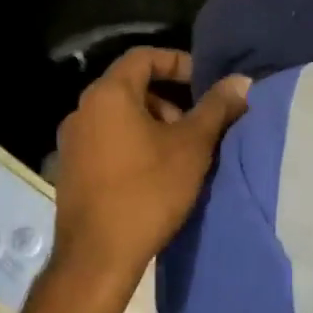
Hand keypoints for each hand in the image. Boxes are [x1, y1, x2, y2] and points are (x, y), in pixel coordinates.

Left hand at [49, 47, 248, 300]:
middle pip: (131, 87)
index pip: (144, 57)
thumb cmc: (148, 191)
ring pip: (119, 117)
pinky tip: (155, 174)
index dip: (178, 62)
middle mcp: (82, 110)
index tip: (205, 82)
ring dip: (153, 124)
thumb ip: (217, 108)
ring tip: (181, 154)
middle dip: (169, 100)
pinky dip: (133, 144)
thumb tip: (241, 81)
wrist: (98, 256)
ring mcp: (72, 141)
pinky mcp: (70, 169)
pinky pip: (106, 141)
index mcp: (108, 94)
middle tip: (197, 126)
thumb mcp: (192, 147)